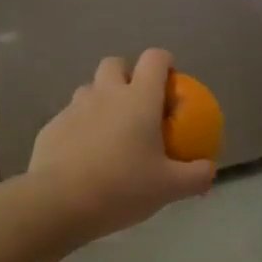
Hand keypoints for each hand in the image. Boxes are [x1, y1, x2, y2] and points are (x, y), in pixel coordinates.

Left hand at [28, 50, 215, 244]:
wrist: (58, 203)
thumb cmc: (122, 187)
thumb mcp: (168, 188)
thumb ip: (195, 176)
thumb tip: (209, 170)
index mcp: (139, 98)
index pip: (155, 59)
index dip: (165, 63)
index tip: (171, 82)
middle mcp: (106, 93)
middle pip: (115, 64)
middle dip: (127, 75)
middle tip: (137, 104)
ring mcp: (74, 107)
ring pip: (90, 89)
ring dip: (102, 100)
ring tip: (110, 131)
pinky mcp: (51, 127)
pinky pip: (70, 117)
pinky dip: (81, 127)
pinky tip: (85, 156)